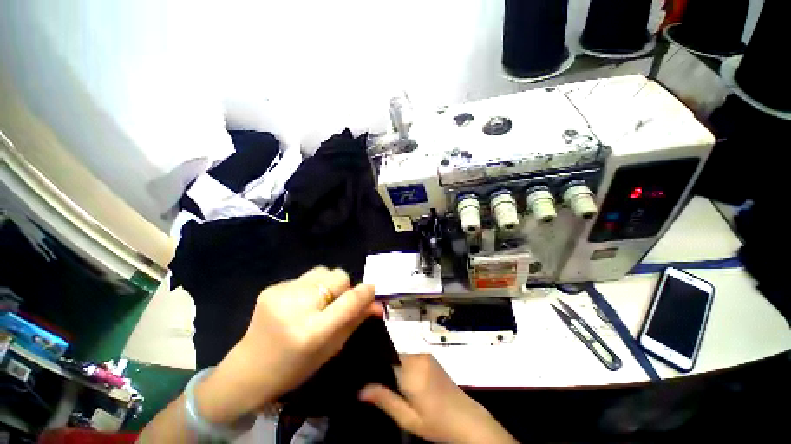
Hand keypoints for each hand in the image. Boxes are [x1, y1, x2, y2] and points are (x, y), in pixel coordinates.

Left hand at [195, 266, 381, 424]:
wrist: (248, 370)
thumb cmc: (296, 367)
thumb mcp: (331, 349)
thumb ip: (355, 321)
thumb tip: (377, 304)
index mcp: (312, 332)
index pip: (349, 301)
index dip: (365, 292)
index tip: (372, 289)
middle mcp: (296, 308)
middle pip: (338, 276)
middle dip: (343, 287)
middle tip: (336, 303)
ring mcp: (281, 294)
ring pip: (323, 271)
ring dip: (327, 283)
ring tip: (318, 301)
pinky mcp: (271, 288)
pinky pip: (305, 277)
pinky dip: (310, 287)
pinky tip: (299, 303)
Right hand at [359, 355, 517, 443]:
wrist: (466, 419)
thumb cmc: (435, 422)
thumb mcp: (407, 418)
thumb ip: (384, 400)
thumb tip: (360, 390)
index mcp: (410, 368)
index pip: (385, 351)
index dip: (373, 356)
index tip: (362, 363)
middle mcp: (417, 355)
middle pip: (392, 349)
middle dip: (381, 359)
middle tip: (368, 373)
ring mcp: (424, 354)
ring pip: (400, 350)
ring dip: (390, 359)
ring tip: (380, 374)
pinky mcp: (429, 357)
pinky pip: (409, 352)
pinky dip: (400, 359)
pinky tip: (396, 374)